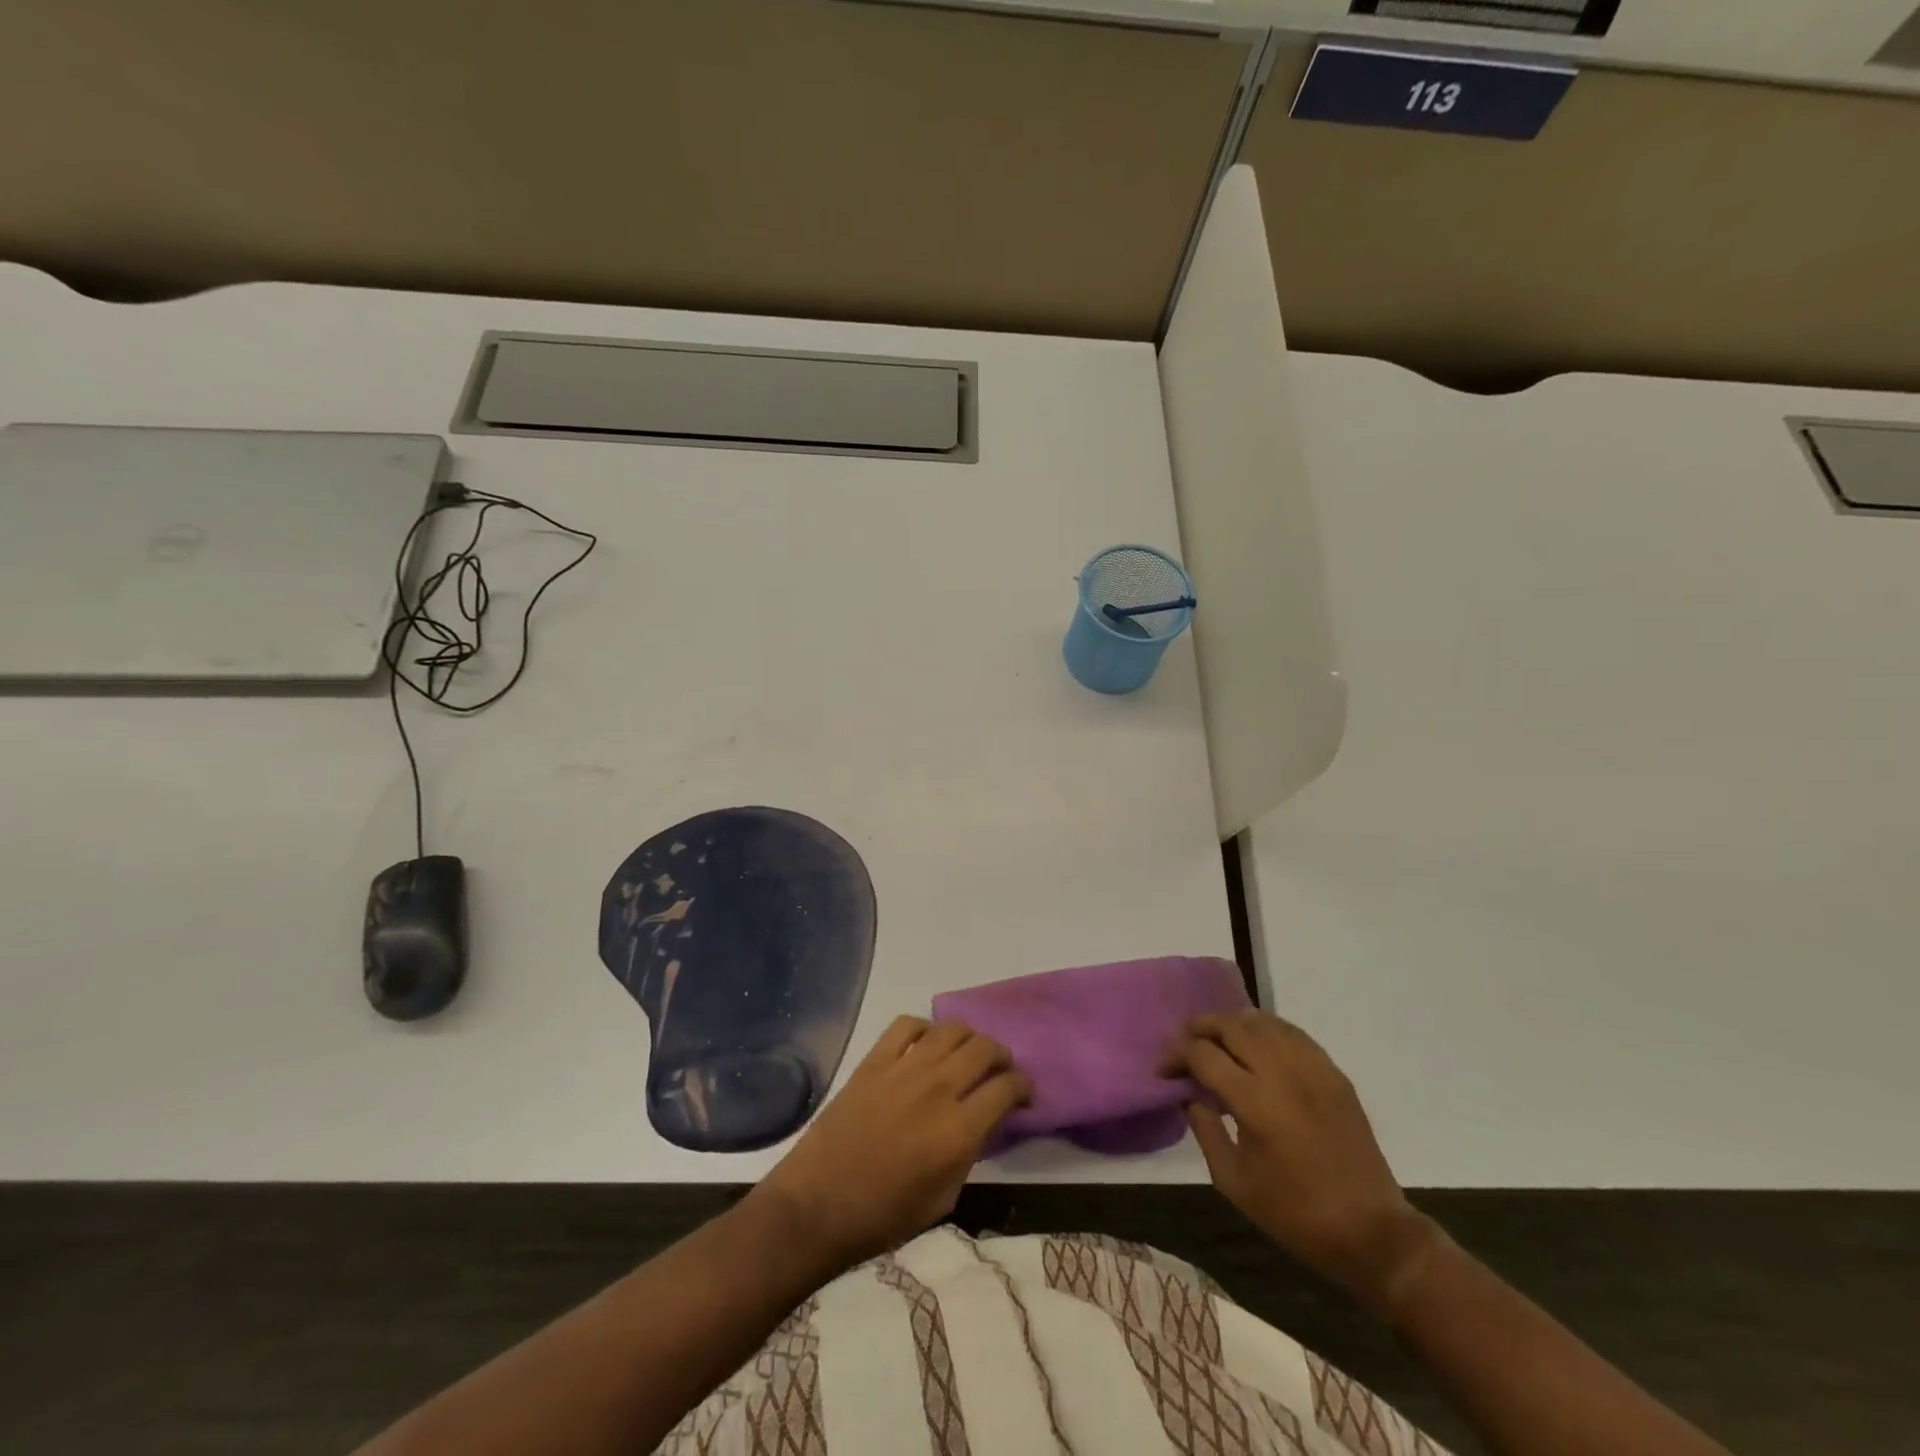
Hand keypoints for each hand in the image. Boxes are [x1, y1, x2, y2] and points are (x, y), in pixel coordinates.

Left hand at [753, 1016, 1031, 1275]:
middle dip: (1002, 1057)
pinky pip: (907, 1025)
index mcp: (958, 1130)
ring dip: (970, 1038)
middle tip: (1001, 1072)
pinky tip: (926, 1045)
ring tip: (969, 1054)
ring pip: (951, 1029)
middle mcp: (937, 1089)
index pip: (1007, 1087)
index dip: (1024, 1087)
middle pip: (985, 1048)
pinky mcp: (874, 1061)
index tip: (1025, 1096)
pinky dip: (925, 1028)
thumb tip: (984, 1120)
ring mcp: (903, 1069)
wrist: (817, 1206)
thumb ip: (970, 1152)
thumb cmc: (883, 1216)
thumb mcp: (943, 1198)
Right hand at [1164, 1010, 1439, 1314]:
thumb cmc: (1295, 1214)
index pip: (1203, 1054)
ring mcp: (1312, 1068)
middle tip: (1184, 1045)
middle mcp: (1281, 1072)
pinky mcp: (1333, 1073)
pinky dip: (1267, 1030)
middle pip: (1230, 1026)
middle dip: (1199, 1028)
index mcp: (1254, 1101)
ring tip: (1218, 1041)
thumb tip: (1189, 1094)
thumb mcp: (1234, 1181)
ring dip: (1232, 1024)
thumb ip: (1205, 1129)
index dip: (1176, 1054)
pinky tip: (1257, 1045)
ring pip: (1262, 1021)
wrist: (1371, 1232)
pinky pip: (1292, 1033)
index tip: (1164, 1069)